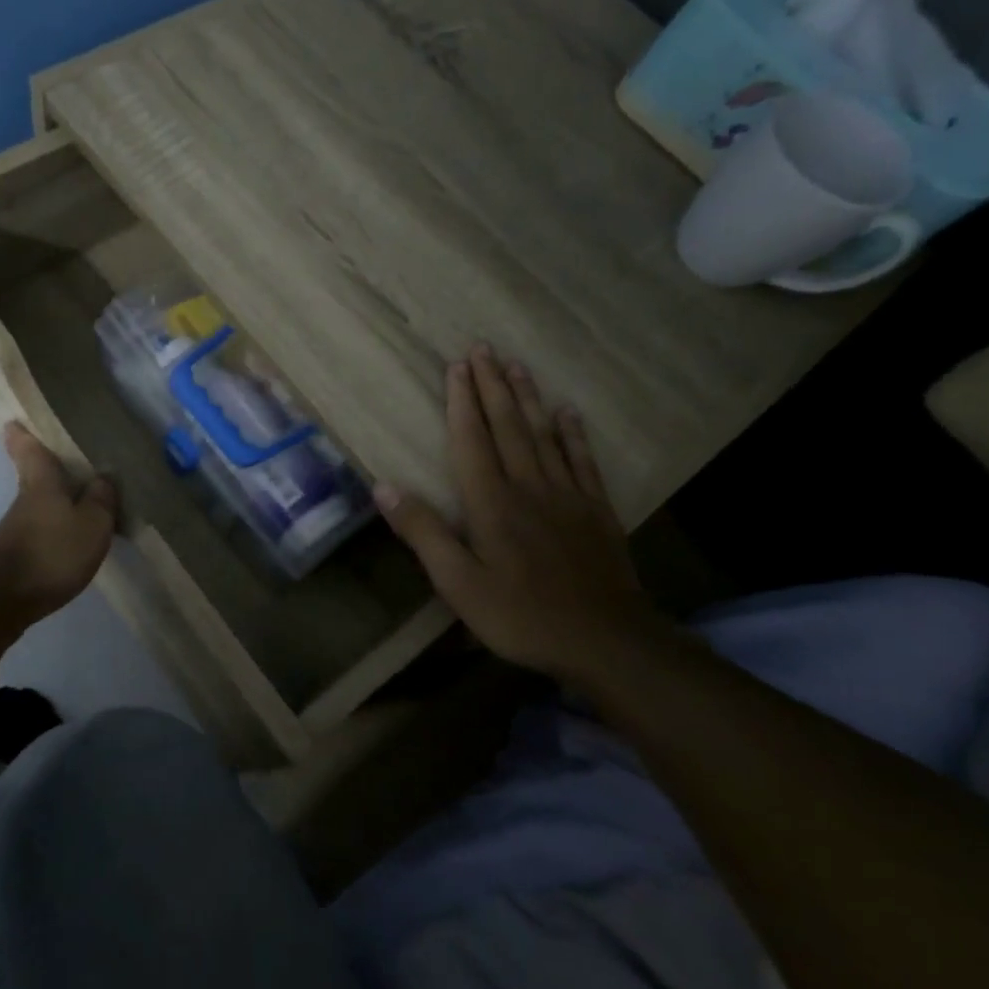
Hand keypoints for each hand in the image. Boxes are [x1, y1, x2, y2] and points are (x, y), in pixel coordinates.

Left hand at [0, 423, 117, 623]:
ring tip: (77, 498)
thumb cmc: (51, 551)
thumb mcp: (91, 523)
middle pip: (31, 475)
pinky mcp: (16, 555)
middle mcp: (25, 500)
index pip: (29, 450)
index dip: (22, 435)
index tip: (14, 421)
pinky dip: (53, 527)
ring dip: (52, 499)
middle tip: (56, 455)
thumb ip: (100, 499)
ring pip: (36, 503)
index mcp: (42, 482)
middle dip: (39, 465)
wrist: (3, 599)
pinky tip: (68, 535)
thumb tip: (104, 475)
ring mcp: (16, 529)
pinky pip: (39, 530)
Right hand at [375, 347, 663, 677]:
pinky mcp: (595, 510)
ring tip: (517, 364)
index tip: (457, 366)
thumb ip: (423, 533)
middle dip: (492, 385)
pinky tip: (567, 412)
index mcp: (491, 503)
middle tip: (483, 348)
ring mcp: (567, 495)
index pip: (472, 440)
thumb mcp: (458, 583)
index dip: (462, 402)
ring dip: (528, 397)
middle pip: (508, 426)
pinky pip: (582, 460)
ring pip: (543, 434)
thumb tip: (383, 487)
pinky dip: (573, 433)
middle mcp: (528, 486)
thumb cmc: (520, 615)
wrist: (605, 640)